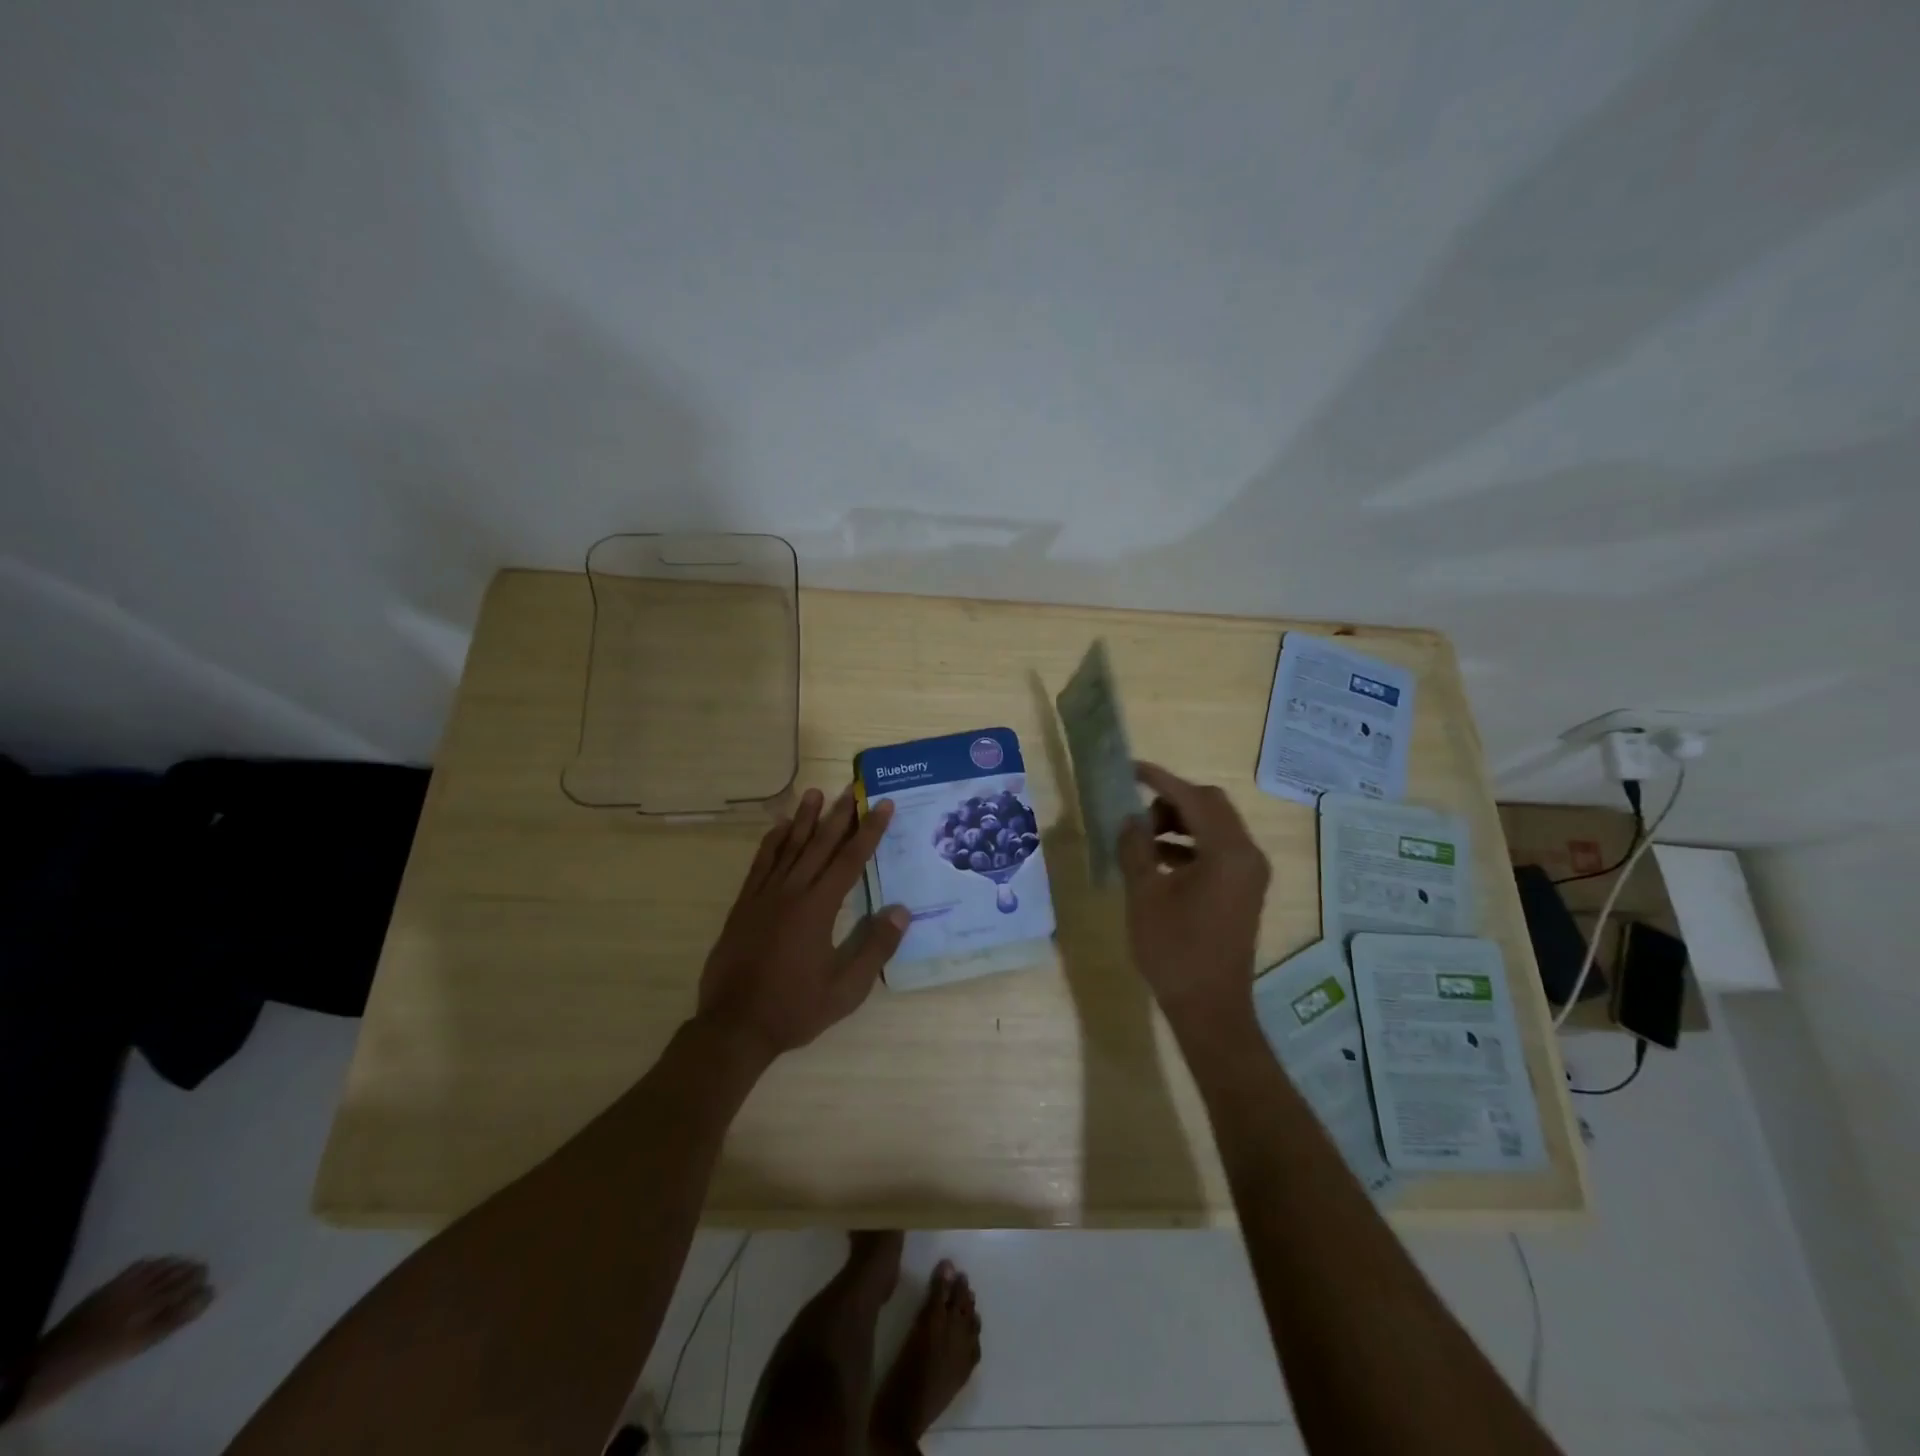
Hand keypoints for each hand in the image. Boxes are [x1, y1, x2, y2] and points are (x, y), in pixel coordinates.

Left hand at [697, 786, 909, 1063]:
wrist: (734, 1026)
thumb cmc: (794, 1009)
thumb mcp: (846, 989)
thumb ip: (875, 948)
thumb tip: (901, 910)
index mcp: (818, 909)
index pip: (850, 860)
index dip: (869, 831)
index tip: (882, 804)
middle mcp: (792, 892)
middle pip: (820, 845)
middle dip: (839, 815)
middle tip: (852, 787)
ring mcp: (764, 896)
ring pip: (788, 847)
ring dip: (804, 819)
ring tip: (815, 793)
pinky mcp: (744, 905)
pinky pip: (760, 864)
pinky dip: (772, 842)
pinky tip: (780, 828)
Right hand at [1116, 762, 1270, 1041]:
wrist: (1210, 1008)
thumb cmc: (1175, 950)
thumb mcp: (1144, 894)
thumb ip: (1135, 847)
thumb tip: (1130, 819)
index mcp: (1228, 852)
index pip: (1194, 797)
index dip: (1160, 780)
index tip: (1130, 769)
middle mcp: (1248, 855)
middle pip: (1211, 806)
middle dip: (1171, 801)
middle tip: (1137, 815)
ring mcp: (1250, 873)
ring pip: (1215, 827)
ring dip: (1180, 823)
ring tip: (1142, 839)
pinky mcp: (1244, 890)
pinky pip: (1217, 850)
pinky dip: (1189, 845)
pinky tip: (1158, 861)